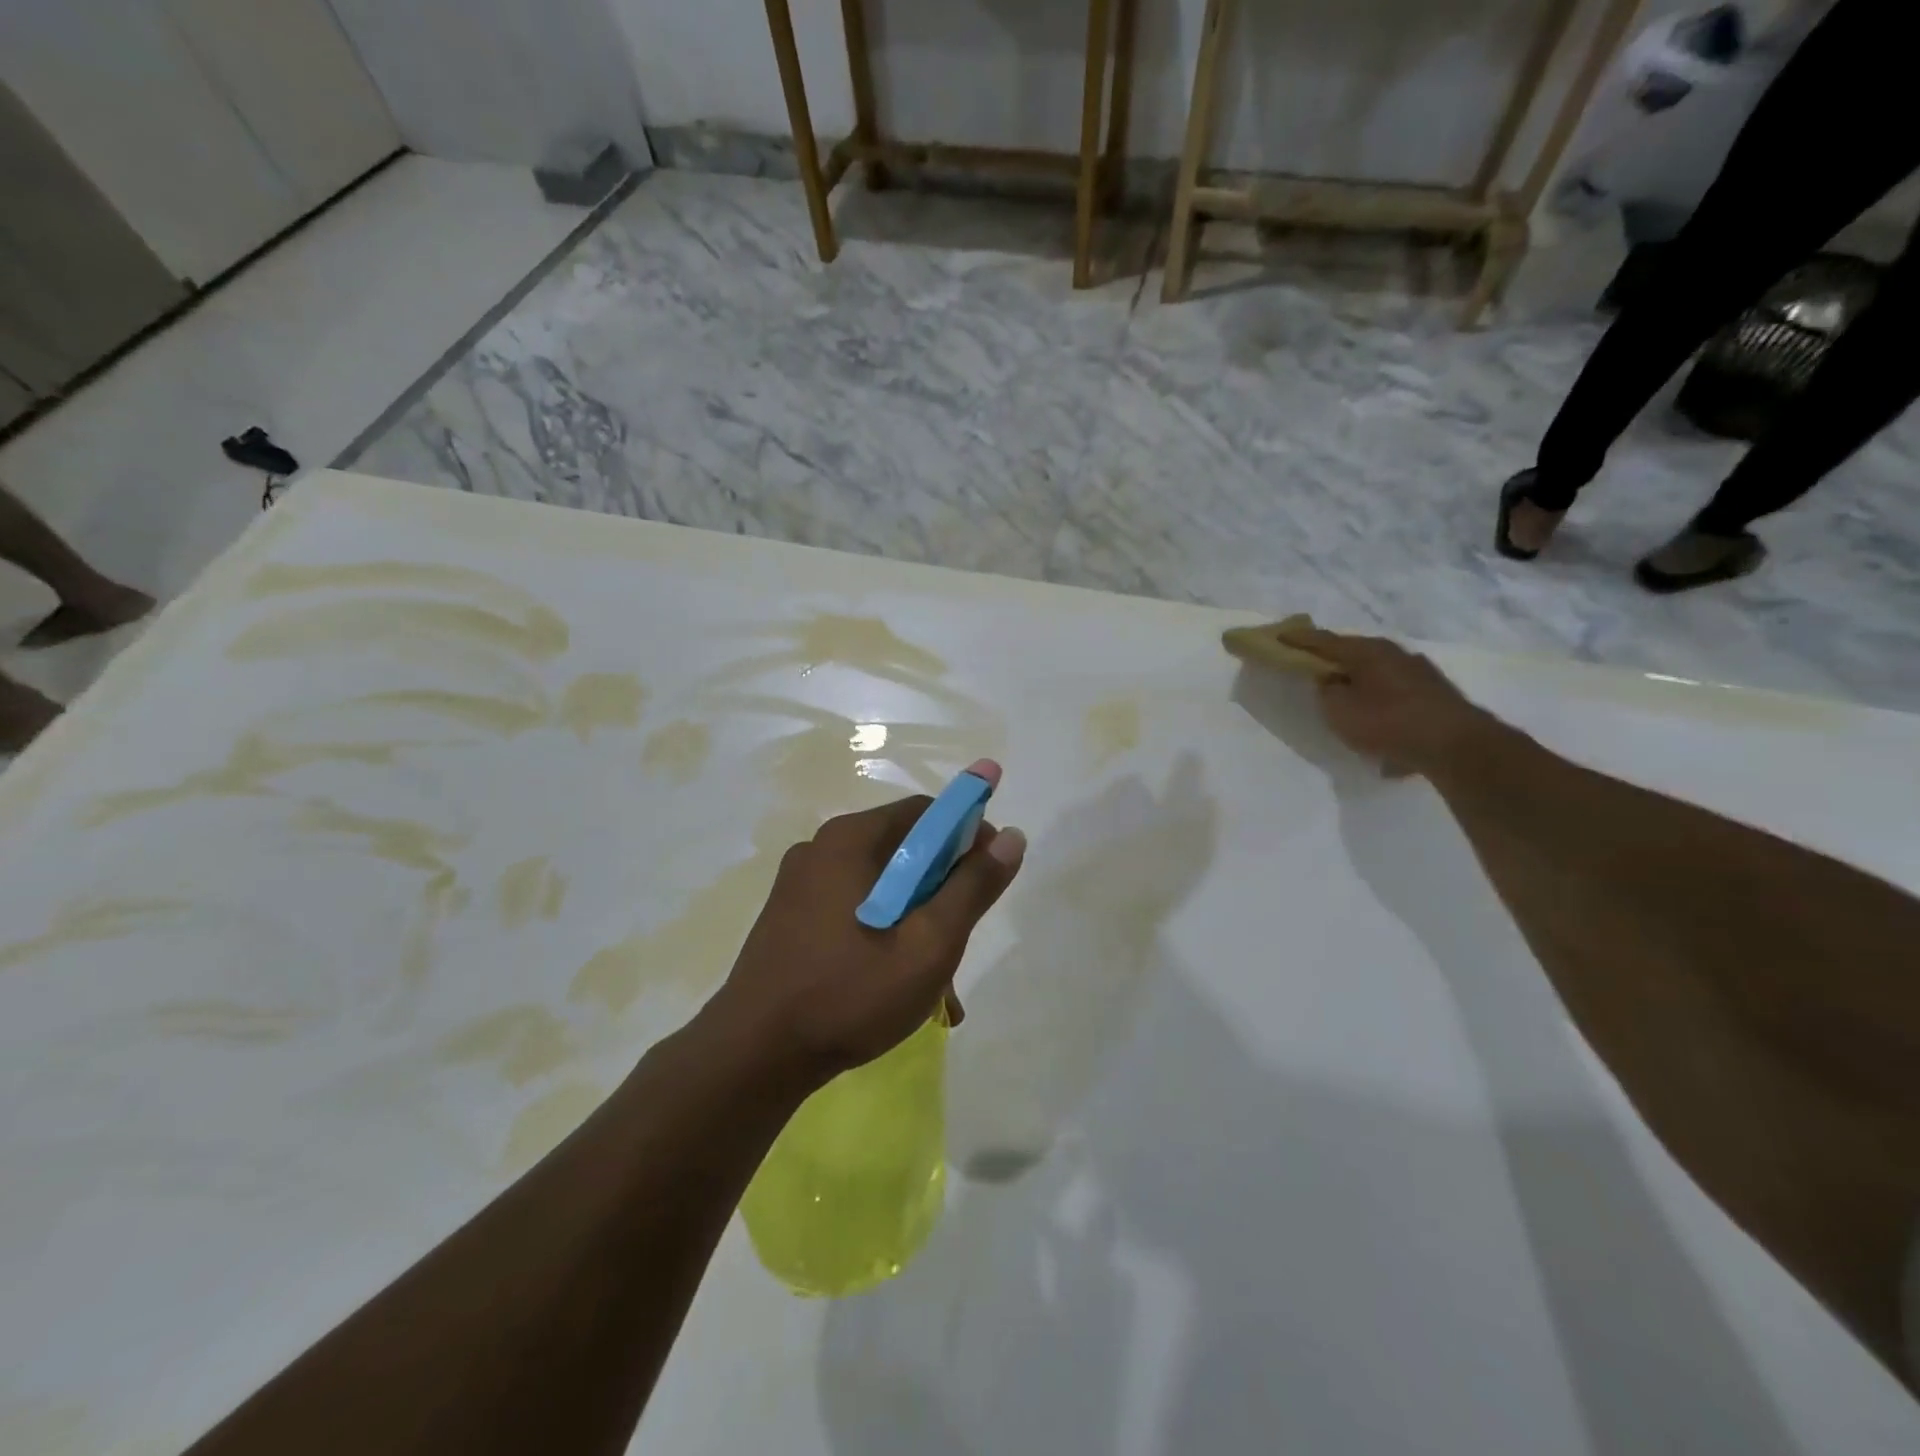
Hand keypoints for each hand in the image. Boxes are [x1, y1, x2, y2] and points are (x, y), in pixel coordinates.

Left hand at [706, 760, 1025, 1088]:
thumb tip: (1012, 836)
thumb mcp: (929, 945)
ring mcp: (800, 884)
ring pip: (880, 885)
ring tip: (937, 983)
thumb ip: (973, 888)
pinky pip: (853, 908)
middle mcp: (821, 848)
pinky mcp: (790, 917)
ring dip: (916, 919)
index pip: (925, 812)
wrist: (752, 1056)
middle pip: (903, 849)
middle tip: (961, 938)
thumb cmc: (849, 994)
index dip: (968, 835)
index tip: (991, 876)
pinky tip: (897, 984)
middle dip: (942, 889)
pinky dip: (884, 931)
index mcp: (850, 840)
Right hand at [1273, 623, 1497, 777]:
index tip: (1279, 637)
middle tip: (1313, 668)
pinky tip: (1378, 724)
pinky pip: (1395, 694)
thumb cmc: (1388, 722)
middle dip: (1334, 660)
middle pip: (1355, 654)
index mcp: (1368, 651)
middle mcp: (1395, 653)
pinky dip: (1381, 702)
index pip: (1324, 641)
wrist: (1455, 746)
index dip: (1299, 640)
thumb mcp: (1339, 711)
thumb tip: (1330, 681)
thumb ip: (1327, 692)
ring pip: (1378, 673)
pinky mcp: (1435, 694)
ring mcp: (1420, 672)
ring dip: (1360, 683)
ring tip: (1347, 701)